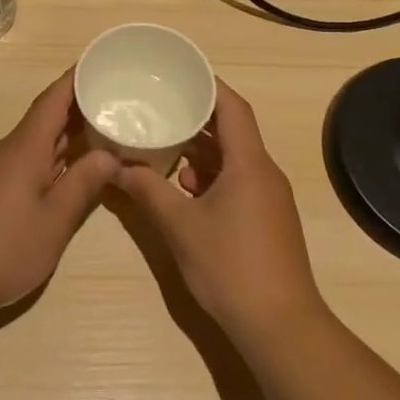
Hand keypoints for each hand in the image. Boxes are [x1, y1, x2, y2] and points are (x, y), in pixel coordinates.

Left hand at [0, 70, 116, 319]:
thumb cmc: (3, 247)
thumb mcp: (54, 220)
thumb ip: (83, 185)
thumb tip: (110, 155)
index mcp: (25, 147)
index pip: (53, 99)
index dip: (75, 78)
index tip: (101, 61)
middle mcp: (10, 150)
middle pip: (47, 116)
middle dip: (79, 104)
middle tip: (118, 96)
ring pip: (39, 139)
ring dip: (68, 132)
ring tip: (104, 127)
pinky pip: (30, 159)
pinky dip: (55, 154)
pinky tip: (72, 167)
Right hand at [117, 80, 324, 344]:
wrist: (280, 326)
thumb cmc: (230, 267)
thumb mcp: (180, 227)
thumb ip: (148, 191)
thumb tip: (119, 167)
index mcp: (250, 164)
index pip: (233, 108)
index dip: (208, 86)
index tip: (179, 74)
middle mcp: (264, 173)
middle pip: (234, 131)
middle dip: (198, 118)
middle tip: (162, 106)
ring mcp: (269, 198)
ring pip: (235, 159)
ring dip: (203, 151)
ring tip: (166, 145)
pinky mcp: (267, 220)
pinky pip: (239, 182)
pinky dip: (212, 177)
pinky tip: (184, 189)